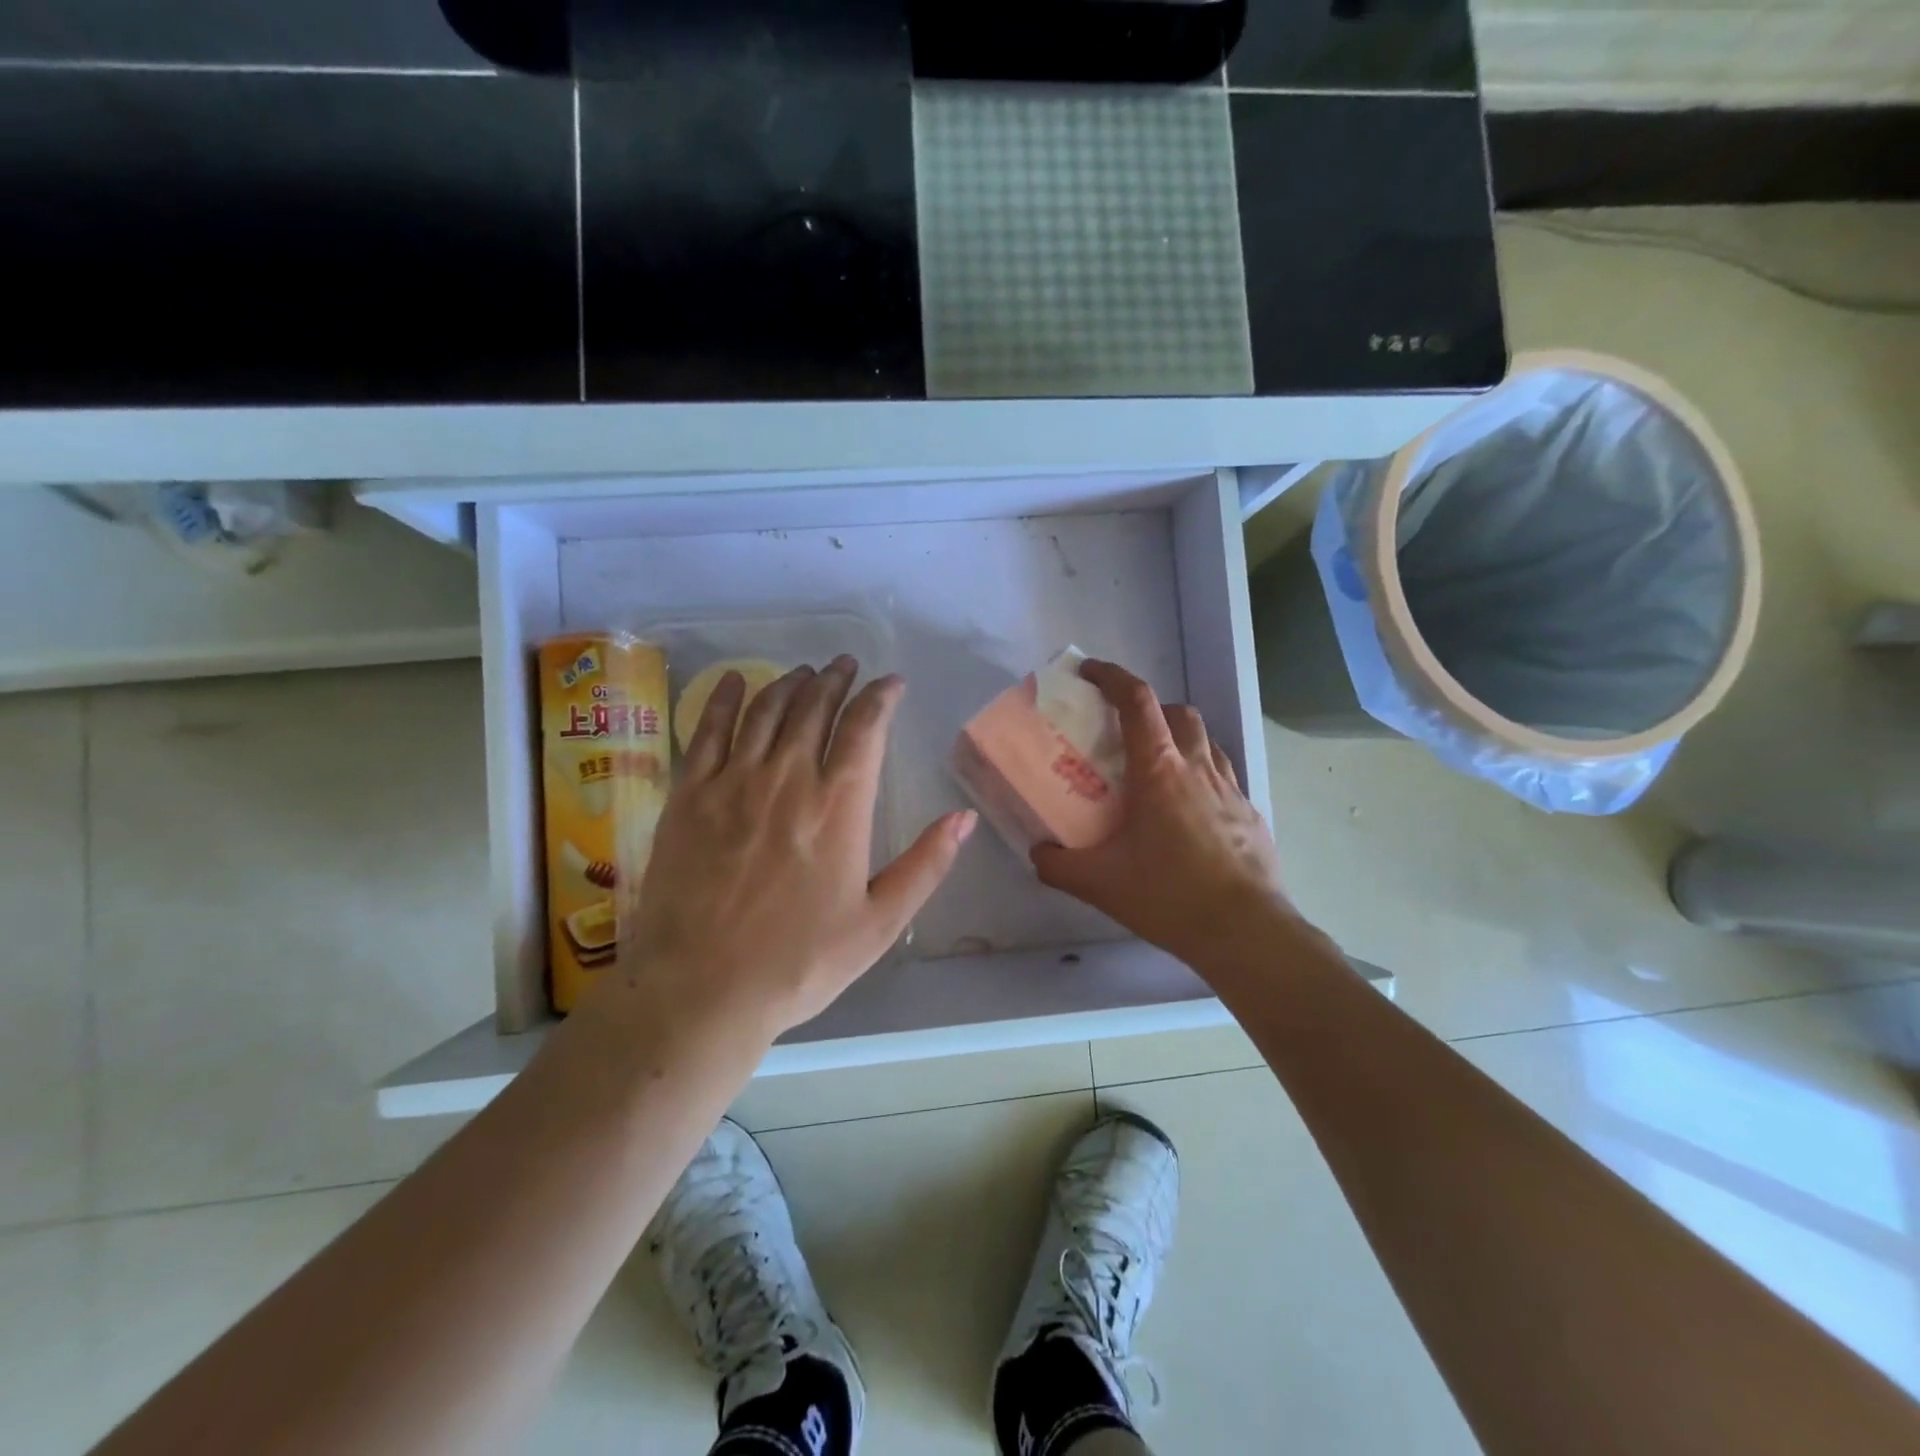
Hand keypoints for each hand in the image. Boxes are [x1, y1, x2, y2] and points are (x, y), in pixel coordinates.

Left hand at [608, 656, 975, 1040]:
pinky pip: (707, 730)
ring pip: (765, 710)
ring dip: (789, 683)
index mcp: (839, 805)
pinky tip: (735, 680)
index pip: (865, 727)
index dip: (880, 696)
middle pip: (814, 707)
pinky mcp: (689, 795)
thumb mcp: (879, 924)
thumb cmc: (799, 962)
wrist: (702, 990)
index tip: (891, 683)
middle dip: (835, 679)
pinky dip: (724, 698)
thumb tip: (964, 817)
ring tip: (805, 672)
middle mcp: (787, 777)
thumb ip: (926, 865)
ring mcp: (733, 781)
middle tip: (846, 664)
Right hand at [1032, 660, 1294, 967]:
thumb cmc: (1169, 895)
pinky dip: (1201, 777)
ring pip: (1206, 742)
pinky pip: (1223, 777)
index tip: (1090, 672)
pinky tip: (1190, 814)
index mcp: (1159, 769)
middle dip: (1151, 709)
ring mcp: (1231, 788)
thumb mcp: (1100, 883)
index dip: (1112, 676)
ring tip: (1158, 772)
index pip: (1137, 700)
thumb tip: (1038, 853)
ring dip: (1180, 740)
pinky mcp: (1251, 813)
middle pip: (1178, 712)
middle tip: (1126, 734)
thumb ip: (1058, 864)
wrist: (1246, 932)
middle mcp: (1198, 767)